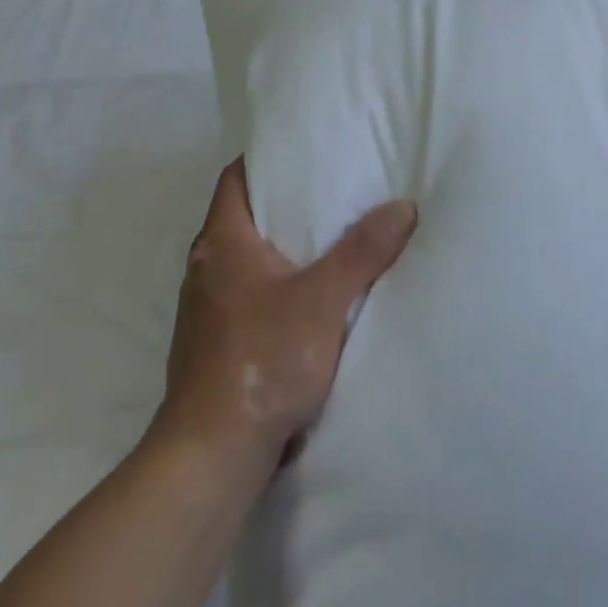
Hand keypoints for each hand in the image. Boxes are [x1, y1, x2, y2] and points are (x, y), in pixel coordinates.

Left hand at [156, 159, 417, 473]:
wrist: (211, 456)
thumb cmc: (262, 361)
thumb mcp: (323, 300)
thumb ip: (363, 251)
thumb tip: (402, 206)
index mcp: (222, 243)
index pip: (236, 178)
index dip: (267, 158)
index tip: (306, 150)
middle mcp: (205, 268)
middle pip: (243, 216)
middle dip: (285, 202)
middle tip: (333, 189)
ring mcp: (205, 309)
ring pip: (246, 259)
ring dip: (282, 248)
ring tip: (330, 238)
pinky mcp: (213, 343)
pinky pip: (248, 294)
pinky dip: (276, 284)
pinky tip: (310, 297)